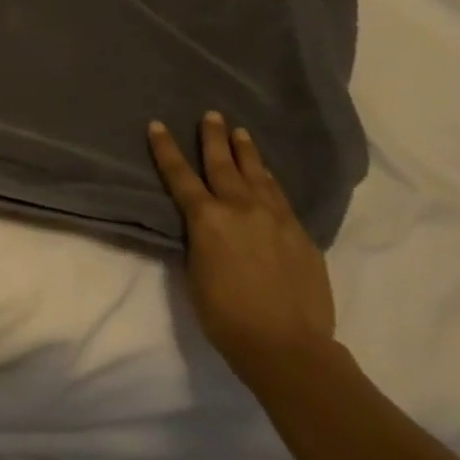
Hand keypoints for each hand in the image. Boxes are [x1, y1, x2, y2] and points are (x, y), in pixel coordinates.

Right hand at [147, 111, 335, 389]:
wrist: (286, 344)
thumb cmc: (225, 314)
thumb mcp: (195, 271)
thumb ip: (200, 239)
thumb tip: (205, 226)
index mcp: (207, 219)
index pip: (180, 176)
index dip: (166, 149)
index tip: (157, 125)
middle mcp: (241, 209)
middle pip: (223, 165)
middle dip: (213, 138)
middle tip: (211, 115)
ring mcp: (276, 219)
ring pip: (259, 176)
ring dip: (247, 153)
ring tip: (241, 133)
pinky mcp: (301, 235)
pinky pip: (281, 198)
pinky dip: (270, 181)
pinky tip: (268, 176)